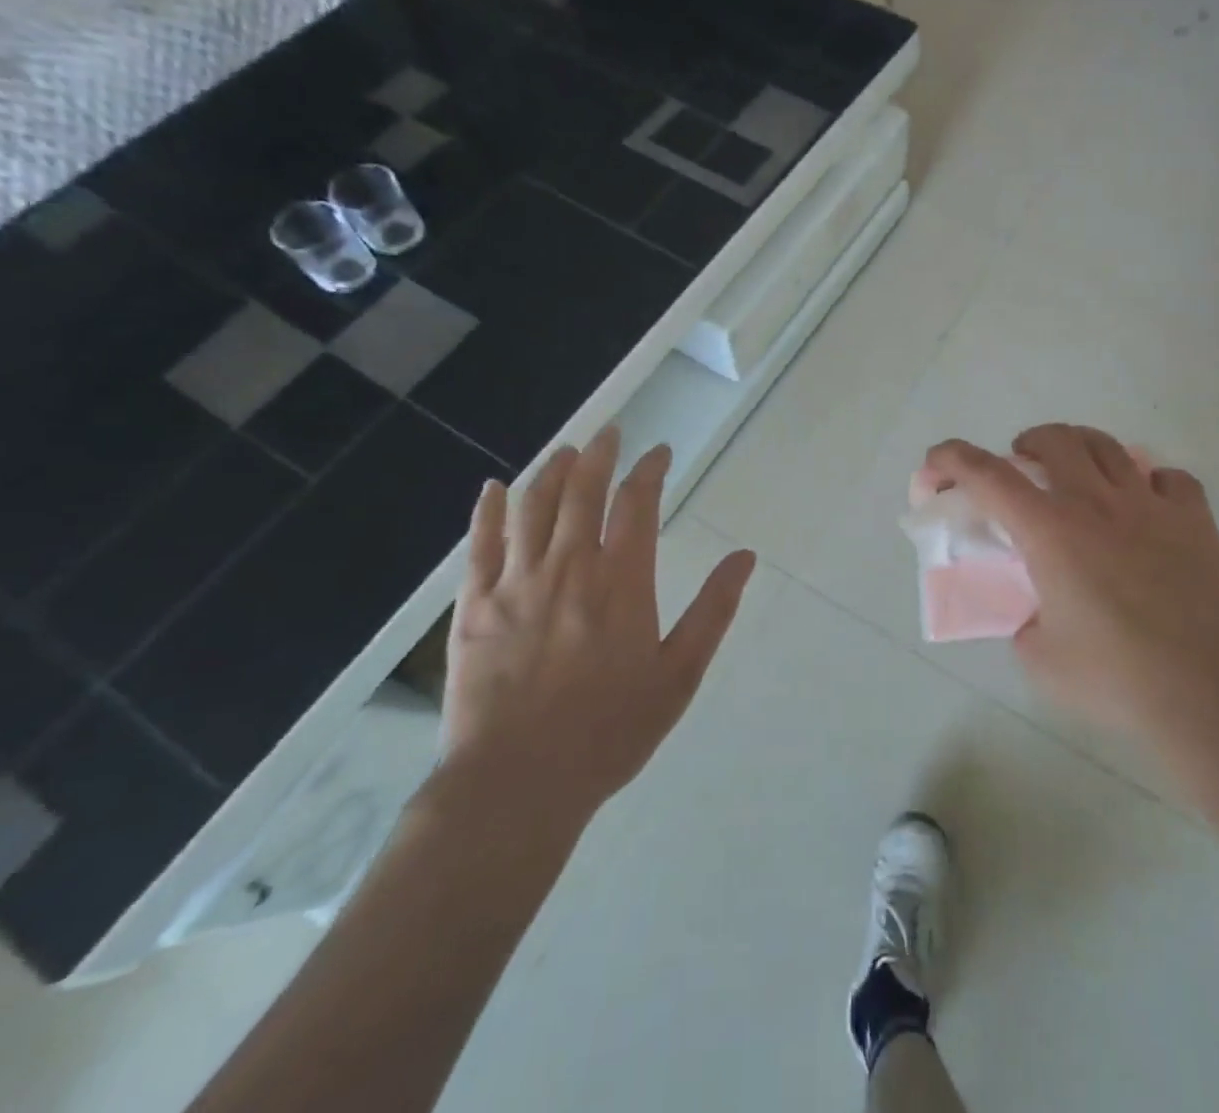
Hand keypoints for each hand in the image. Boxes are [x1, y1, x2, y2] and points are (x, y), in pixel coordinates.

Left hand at [439, 426, 756, 829]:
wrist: (517, 784)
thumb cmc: (609, 731)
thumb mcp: (679, 675)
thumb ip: (712, 611)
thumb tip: (744, 557)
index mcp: (621, 582)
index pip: (636, 504)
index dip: (649, 470)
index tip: (659, 452)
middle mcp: (568, 567)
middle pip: (582, 492)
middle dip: (600, 455)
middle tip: (611, 433)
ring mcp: (515, 583)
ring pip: (533, 507)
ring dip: (552, 471)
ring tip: (568, 451)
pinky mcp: (474, 606)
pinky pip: (480, 544)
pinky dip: (489, 510)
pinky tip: (495, 488)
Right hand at [925, 424, 1218, 750]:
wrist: (1207, 693)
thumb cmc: (1114, 678)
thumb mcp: (1039, 658)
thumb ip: (1025, 624)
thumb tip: (1037, 614)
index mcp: (1049, 531)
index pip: (987, 475)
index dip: (952, 459)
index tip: (935, 464)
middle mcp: (1095, 503)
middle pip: (1055, 438)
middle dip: (1027, 442)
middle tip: (1022, 464)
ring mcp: (1150, 506)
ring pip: (1108, 445)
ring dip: (1080, 447)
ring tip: (1076, 472)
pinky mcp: (1195, 520)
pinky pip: (1169, 478)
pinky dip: (1149, 483)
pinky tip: (1146, 508)